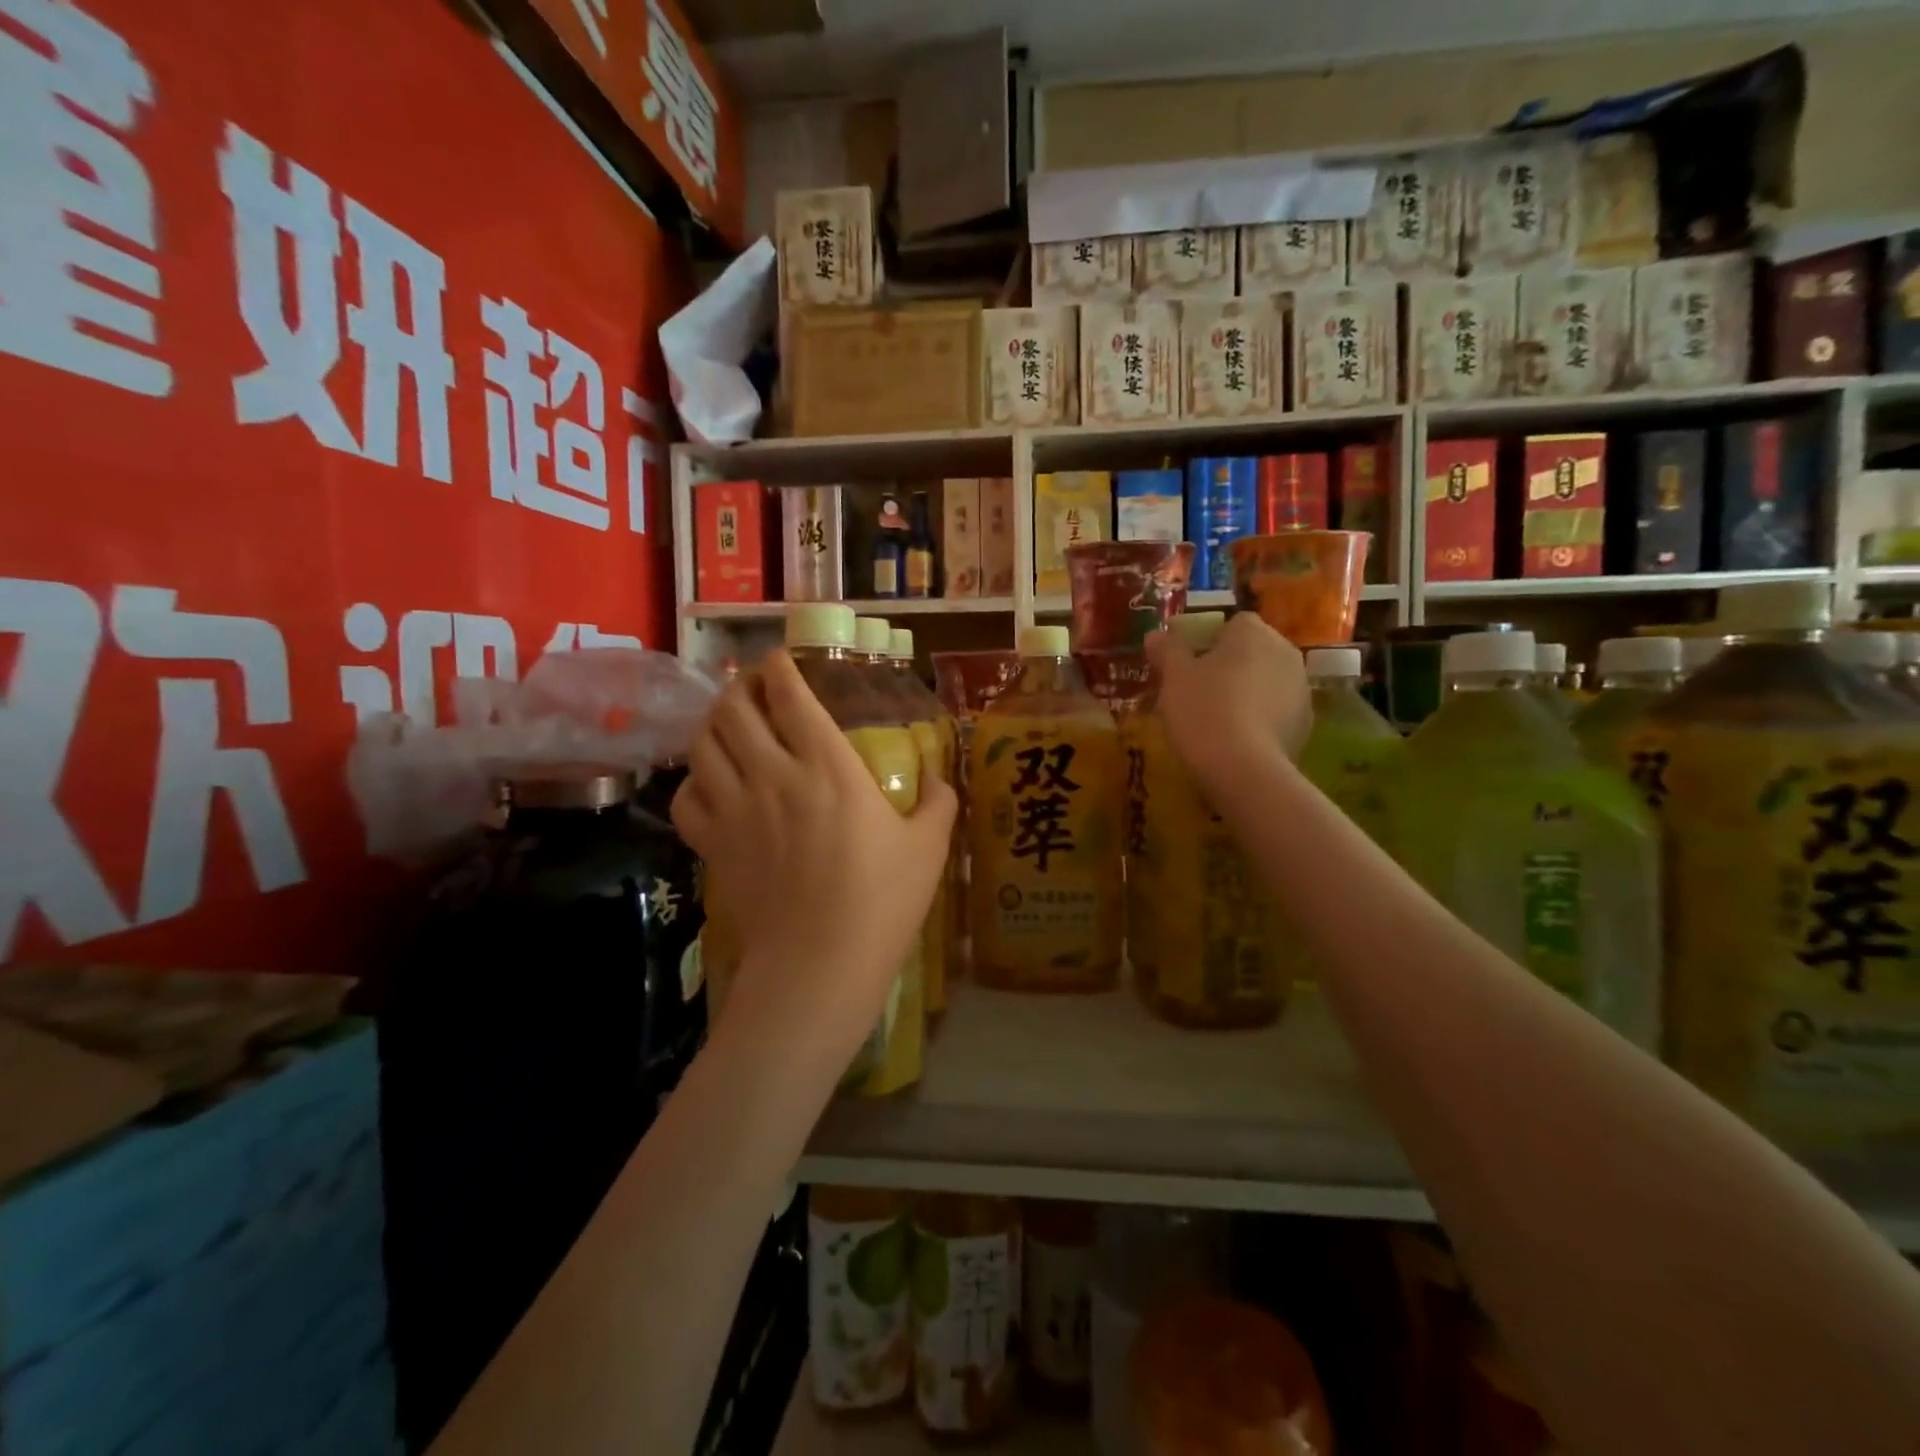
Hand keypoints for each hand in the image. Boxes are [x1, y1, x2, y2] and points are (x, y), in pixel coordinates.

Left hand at [672, 650, 955, 1071]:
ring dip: (713, 723)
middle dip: (740, 686)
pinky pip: (687, 796)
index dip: (780, 668)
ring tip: (728, 722)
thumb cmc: (881, 901)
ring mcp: (736, 808)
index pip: (790, 696)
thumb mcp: (929, 846)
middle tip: (752, 686)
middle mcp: (774, 774)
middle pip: (735, 709)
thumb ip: (937, 800)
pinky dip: (693, 780)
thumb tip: (936, 775)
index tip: (781, 660)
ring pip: (703, 744)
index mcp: (829, 765)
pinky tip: (710, 783)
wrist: (819, 963)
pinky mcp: (713, 843)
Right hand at [1144, 612, 1310, 794]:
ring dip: (1246, 692)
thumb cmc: (1204, 709)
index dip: (1207, 641)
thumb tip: (1155, 635)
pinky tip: (1236, 739)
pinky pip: (1276, 711)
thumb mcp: (1174, 677)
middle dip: (1228, 666)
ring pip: (1266, 681)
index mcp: (1253, 632)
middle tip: (1197, 691)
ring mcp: (1300, 688)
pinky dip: (1259, 718)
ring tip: (1216, 719)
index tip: (1187, 664)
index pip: (1231, 624)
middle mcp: (1285, 651)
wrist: (1244, 768)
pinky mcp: (1305, 723)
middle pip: (1252, 651)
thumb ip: (1167, 650)